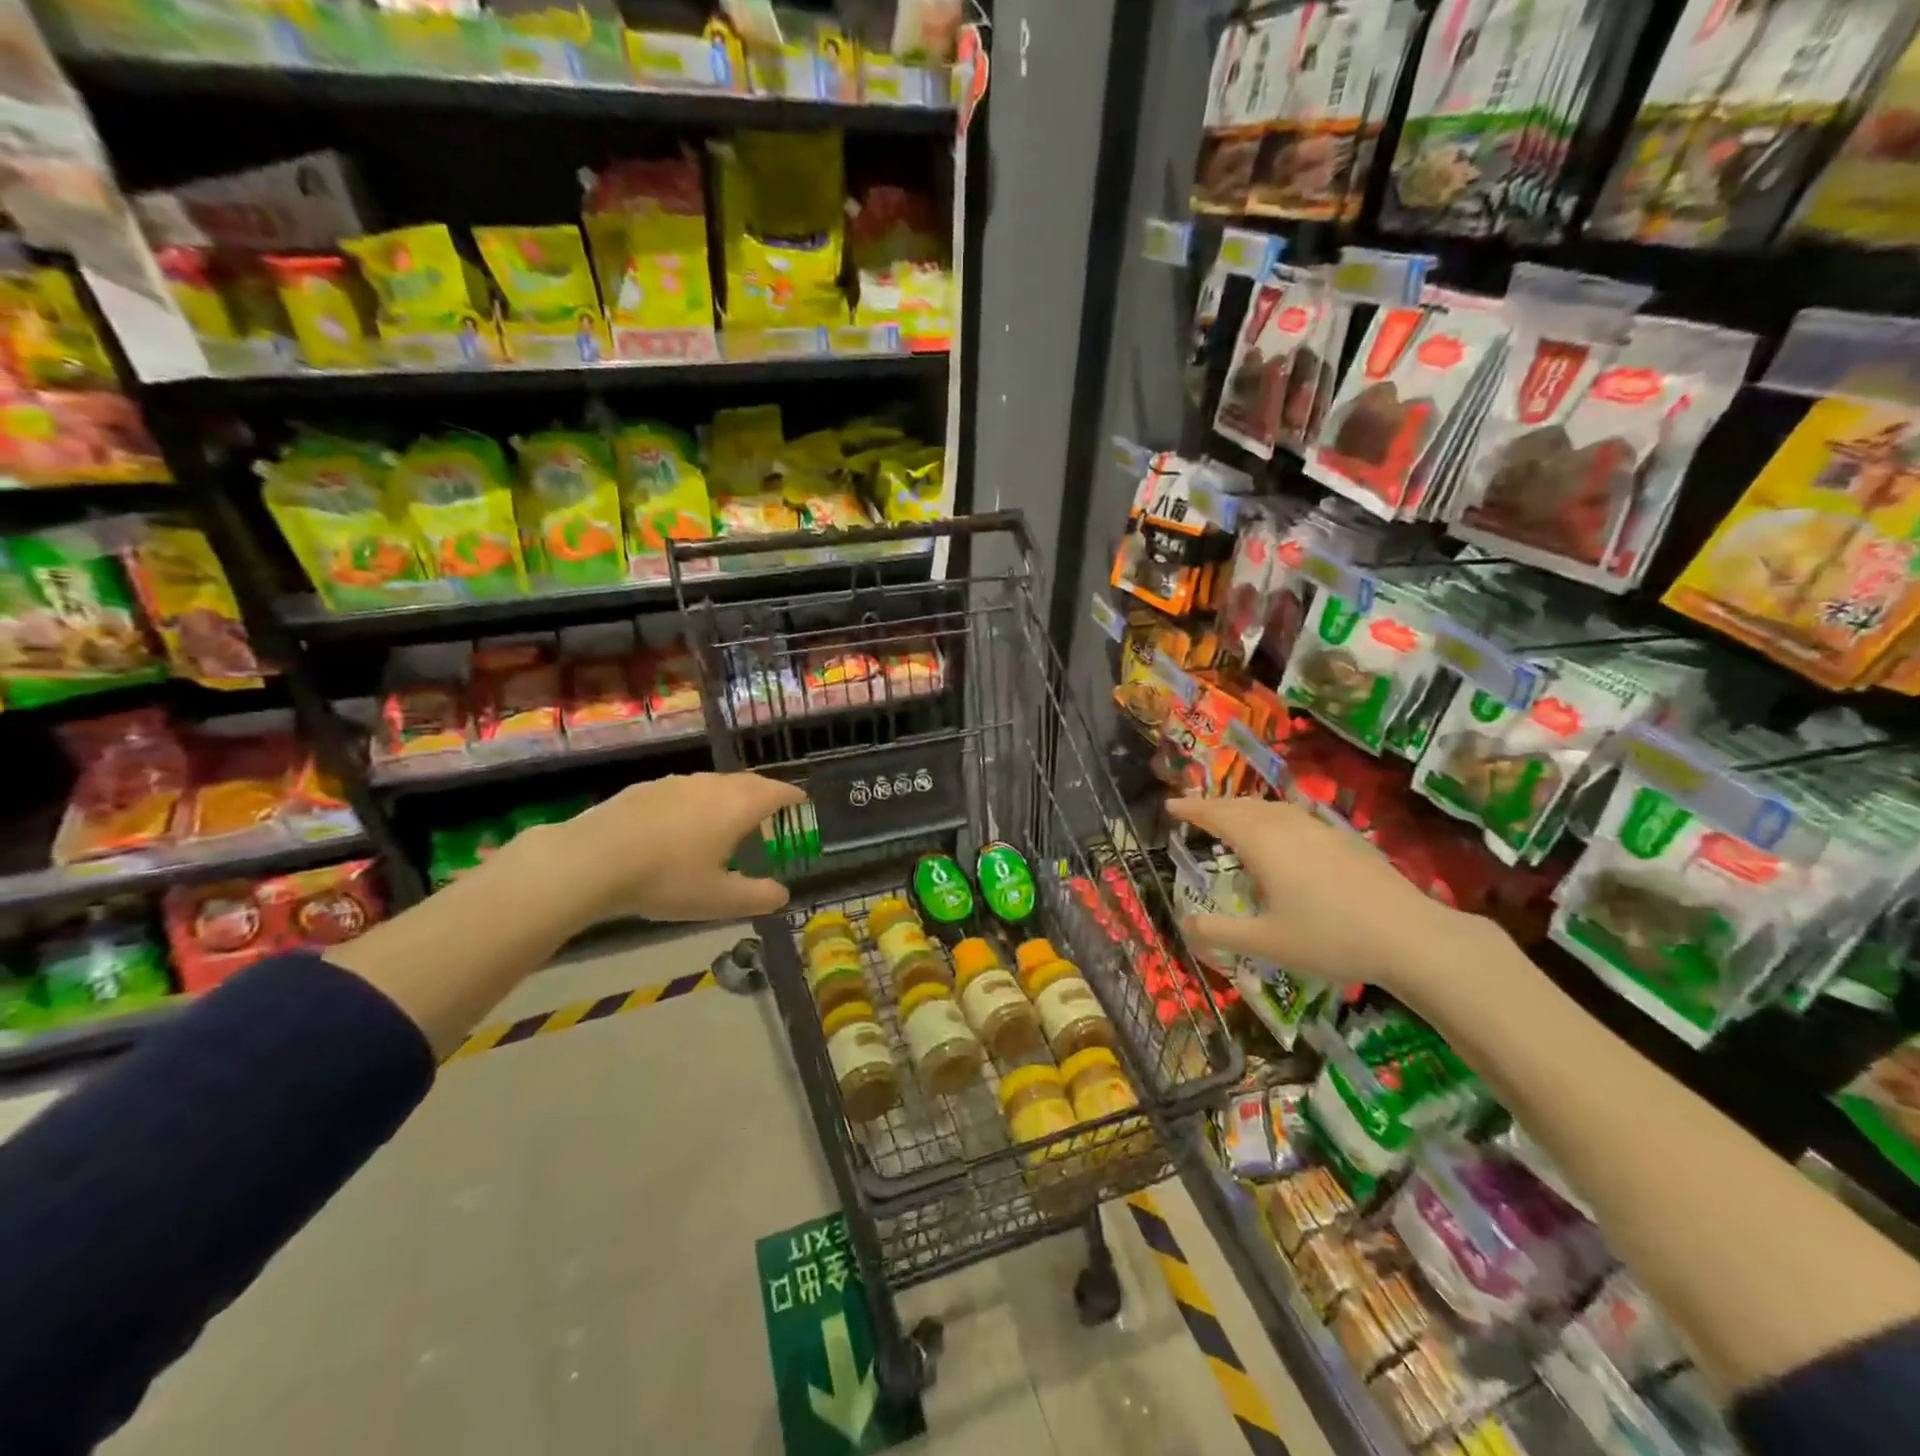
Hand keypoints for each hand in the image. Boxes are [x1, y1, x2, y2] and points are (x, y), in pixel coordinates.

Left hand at [539, 772, 807, 925]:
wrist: (592, 859)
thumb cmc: (667, 878)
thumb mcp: (719, 899)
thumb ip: (757, 896)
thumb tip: (783, 895)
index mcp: (739, 805)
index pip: (778, 791)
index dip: (794, 797)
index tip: (802, 803)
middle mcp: (713, 785)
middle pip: (749, 782)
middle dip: (764, 794)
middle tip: (770, 812)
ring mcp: (677, 783)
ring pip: (715, 784)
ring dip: (729, 797)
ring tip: (727, 820)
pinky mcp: (646, 788)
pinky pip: (684, 791)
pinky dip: (696, 803)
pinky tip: (681, 826)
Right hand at [1166, 796, 1497, 1005]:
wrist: (1410, 936)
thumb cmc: (1329, 938)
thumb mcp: (1266, 942)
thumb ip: (1220, 932)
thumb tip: (1183, 924)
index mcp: (1263, 844)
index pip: (1218, 816)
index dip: (1192, 810)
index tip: (1170, 806)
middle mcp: (1288, 827)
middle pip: (1243, 806)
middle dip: (1215, 806)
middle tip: (1194, 812)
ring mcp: (1320, 830)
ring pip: (1272, 809)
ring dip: (1245, 809)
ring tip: (1232, 819)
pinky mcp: (1345, 840)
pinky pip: (1295, 817)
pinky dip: (1272, 818)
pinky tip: (1282, 836)